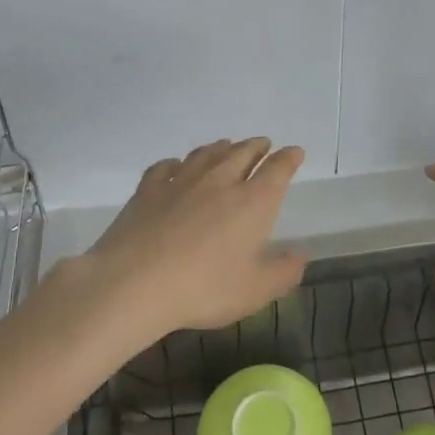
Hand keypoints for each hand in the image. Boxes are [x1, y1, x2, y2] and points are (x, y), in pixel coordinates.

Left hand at [67, 137, 307, 345]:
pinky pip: (166, 166)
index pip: (277, 170)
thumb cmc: (203, 288)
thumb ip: (283, 272)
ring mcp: (181, 182)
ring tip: (227, 145)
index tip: (295, 152)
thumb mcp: (255, 291)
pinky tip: (176, 167)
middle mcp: (220, 182)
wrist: (134, 283)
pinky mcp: (148, 189)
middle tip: (263, 144)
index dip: (288, 159)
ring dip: (221, 147)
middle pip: (243, 153)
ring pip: (206, 154)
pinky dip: (176, 163)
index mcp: (252, 202)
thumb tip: (300, 255)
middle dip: (257, 147)